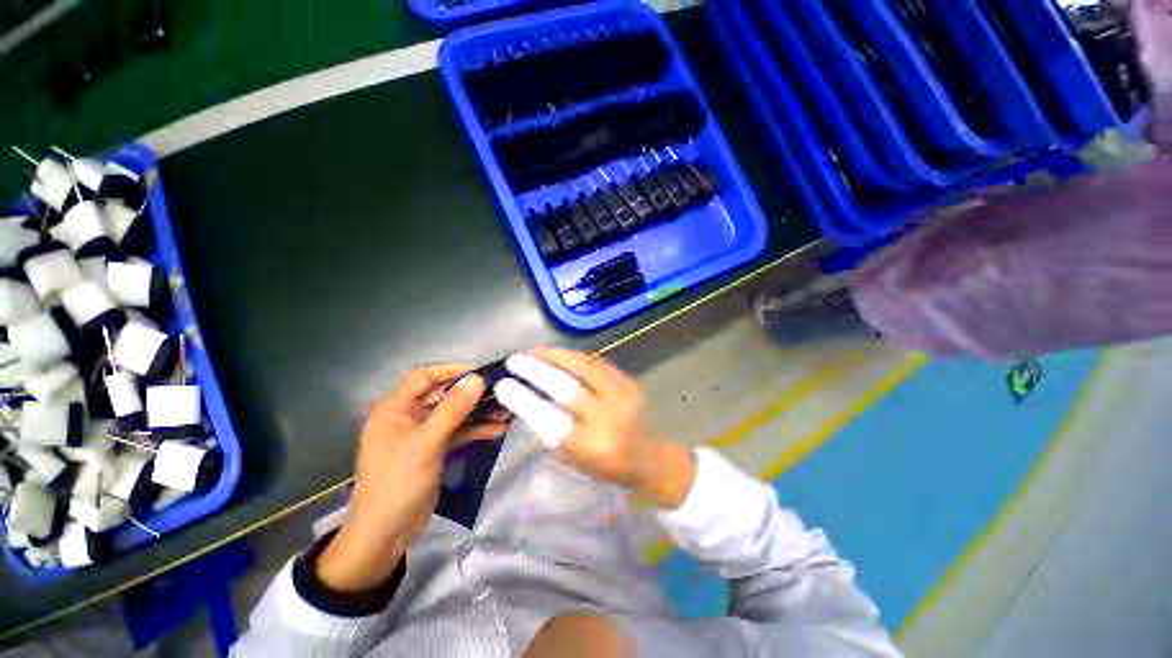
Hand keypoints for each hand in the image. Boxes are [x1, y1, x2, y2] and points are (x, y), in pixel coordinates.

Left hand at [317, 363, 508, 592]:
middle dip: (470, 392)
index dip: (451, 370)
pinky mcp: (434, 449)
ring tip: (505, 409)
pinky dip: (475, 430)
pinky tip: (498, 429)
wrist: (386, 533)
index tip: (480, 373)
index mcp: (395, 409)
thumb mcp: (427, 442)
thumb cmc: (398, 481)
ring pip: (453, 414)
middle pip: (442, 394)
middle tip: (498, 389)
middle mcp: (408, 416)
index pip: (424, 377)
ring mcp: (422, 434)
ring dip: (477, 412)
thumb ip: (453, 409)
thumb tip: (477, 379)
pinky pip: (457, 432)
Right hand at [494, 348, 695, 509]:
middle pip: (567, 386)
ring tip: (536, 351)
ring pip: (584, 366)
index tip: (503, 385)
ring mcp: (623, 396)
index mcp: (592, 446)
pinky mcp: (630, 382)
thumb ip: (555, 432)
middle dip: (537, 370)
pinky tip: (561, 355)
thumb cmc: (610, 467)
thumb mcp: (577, 460)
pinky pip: (598, 363)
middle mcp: (609, 417)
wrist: (654, 459)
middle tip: (515, 360)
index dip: (524, 399)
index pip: (550, 418)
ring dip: (557, 356)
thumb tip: (531, 400)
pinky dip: (576, 357)